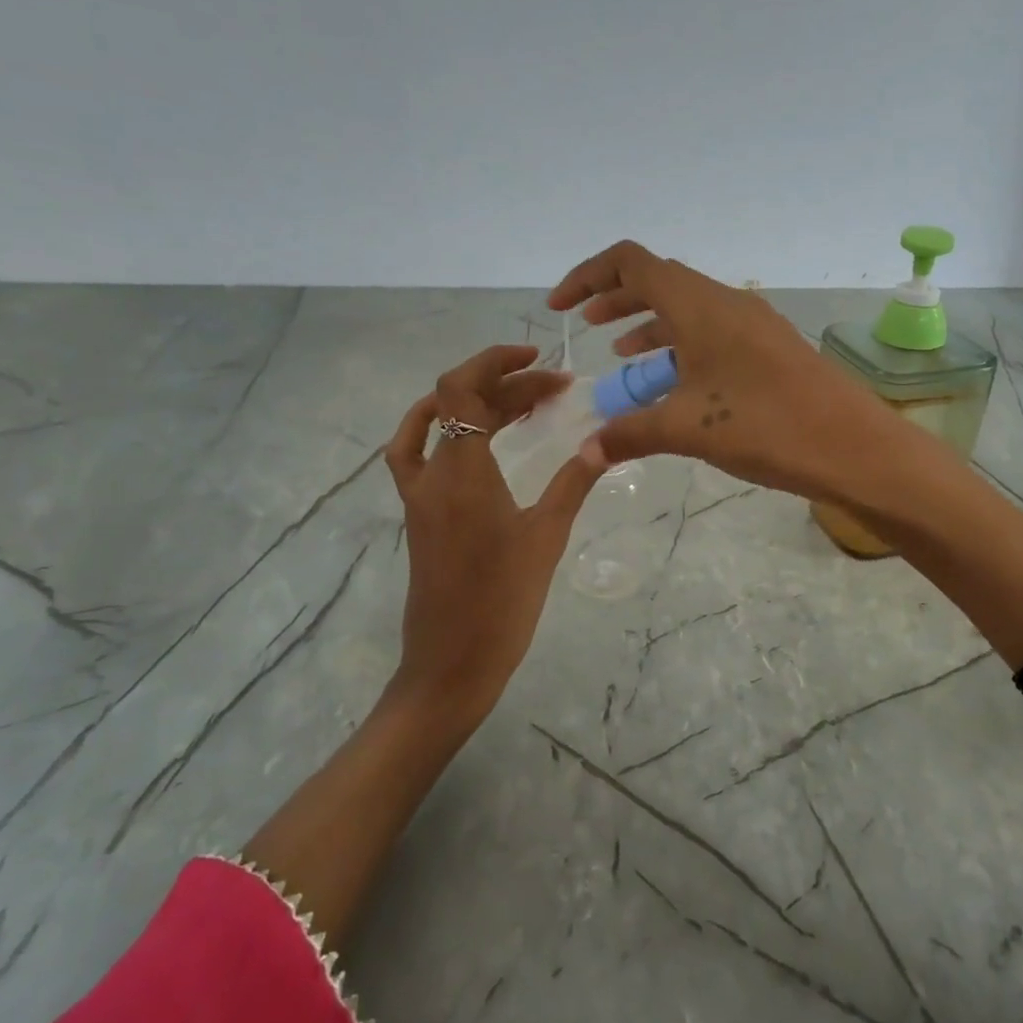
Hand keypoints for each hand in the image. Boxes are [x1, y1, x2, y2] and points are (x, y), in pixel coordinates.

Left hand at [383, 345, 601, 727]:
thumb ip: (573, 483)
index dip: (495, 361)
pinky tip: (472, 436)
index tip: (539, 360)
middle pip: (457, 403)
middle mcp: (432, 474)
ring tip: (523, 403)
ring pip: (439, 425)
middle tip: (555, 391)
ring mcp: (418, 494)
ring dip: (477, 404)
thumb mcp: (546, 537)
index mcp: (461, 472)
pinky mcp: (419, 513)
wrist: (452, 662)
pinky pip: (419, 453)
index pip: (461, 388)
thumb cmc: (503, 601)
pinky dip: (442, 429)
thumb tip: (603, 442)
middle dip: (506, 385)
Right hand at [547, 241, 891, 499]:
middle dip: (616, 299)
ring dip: (649, 325)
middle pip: (658, 281)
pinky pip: (711, 332)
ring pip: (686, 309)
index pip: (630, 262)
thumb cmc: (763, 425)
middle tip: (585, 324)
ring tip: (620, 356)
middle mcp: (724, 302)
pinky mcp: (768, 347)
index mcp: (698, 305)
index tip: (561, 308)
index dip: (588, 275)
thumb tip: (584, 454)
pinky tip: (672, 382)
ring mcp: (751, 323)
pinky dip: (680, 347)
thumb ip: (628, 435)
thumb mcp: (685, 428)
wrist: (852, 444)